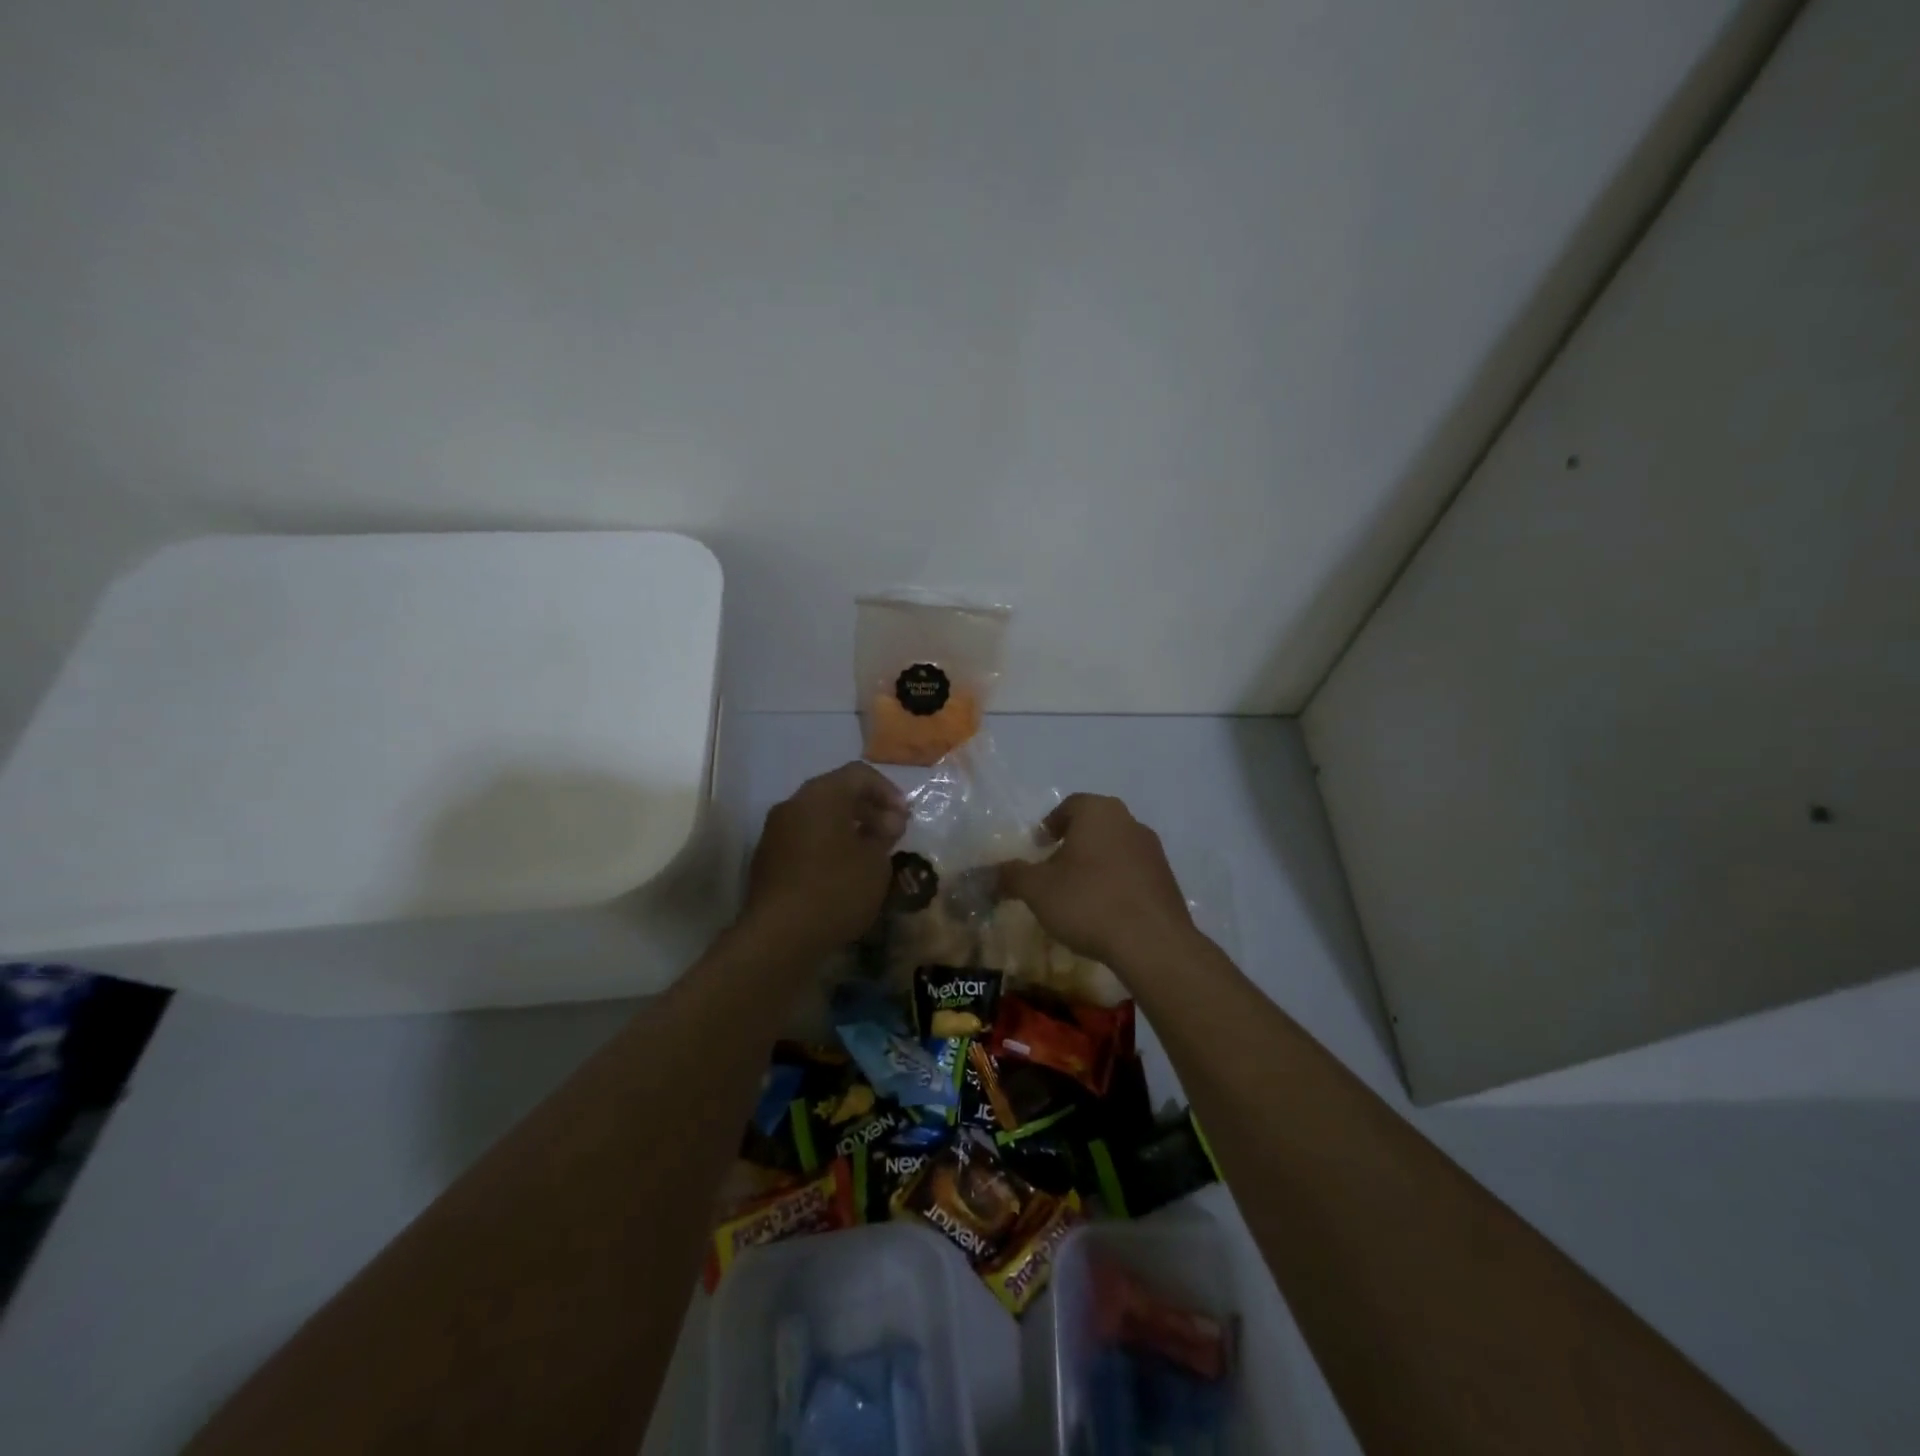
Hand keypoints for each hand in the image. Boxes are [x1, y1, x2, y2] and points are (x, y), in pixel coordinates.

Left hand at [740, 762, 907, 956]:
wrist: (779, 936)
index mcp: (821, 795)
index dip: (888, 791)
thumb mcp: (875, 862)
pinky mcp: (767, 858)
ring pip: (819, 817)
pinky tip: (844, 872)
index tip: (905, 819)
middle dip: (869, 809)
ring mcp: (775, 831)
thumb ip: (884, 834)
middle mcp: (793, 804)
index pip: (859, 774)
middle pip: (836, 792)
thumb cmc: (836, 890)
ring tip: (871, 855)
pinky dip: (828, 844)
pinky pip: (805, 838)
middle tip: (892, 835)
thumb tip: (887, 822)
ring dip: (848, 828)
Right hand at [998, 794, 1196, 969]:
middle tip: (1053, 870)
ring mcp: (1153, 851)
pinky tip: (1104, 911)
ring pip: (1115, 849)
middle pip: (1094, 826)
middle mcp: (1129, 822)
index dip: (1050, 825)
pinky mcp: (1167, 879)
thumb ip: (1011, 876)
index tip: (1038, 848)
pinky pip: (1132, 873)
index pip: (1069, 806)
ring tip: (1077, 894)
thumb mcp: (1036, 889)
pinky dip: (1116, 884)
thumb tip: (990, 873)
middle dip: (1072, 844)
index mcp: (1098, 812)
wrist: (1152, 942)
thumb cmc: (1088, 902)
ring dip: (1095, 864)